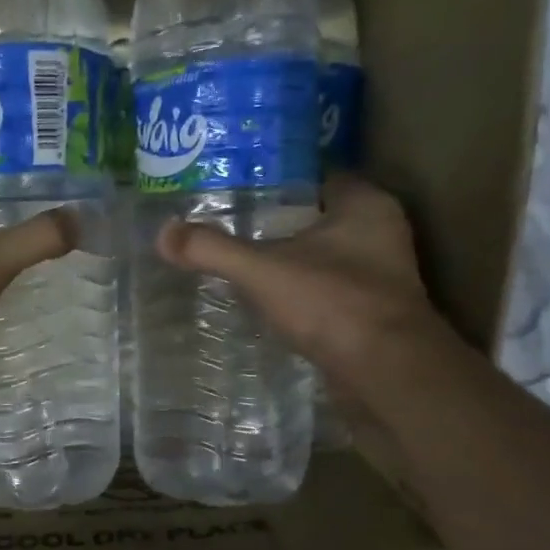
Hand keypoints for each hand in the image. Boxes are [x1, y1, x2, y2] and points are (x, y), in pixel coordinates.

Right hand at [155, 173, 448, 408]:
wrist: (386, 373)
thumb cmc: (333, 304)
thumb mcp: (263, 271)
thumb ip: (214, 250)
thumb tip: (163, 234)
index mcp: (365, 204)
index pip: (316, 175)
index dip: (276, 178)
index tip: (237, 185)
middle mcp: (381, 232)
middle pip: (319, 216)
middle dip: (278, 221)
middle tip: (231, 224)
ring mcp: (382, 275)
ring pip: (326, 255)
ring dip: (292, 259)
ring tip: (243, 260)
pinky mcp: (375, 312)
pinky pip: (330, 289)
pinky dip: (304, 292)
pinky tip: (271, 300)